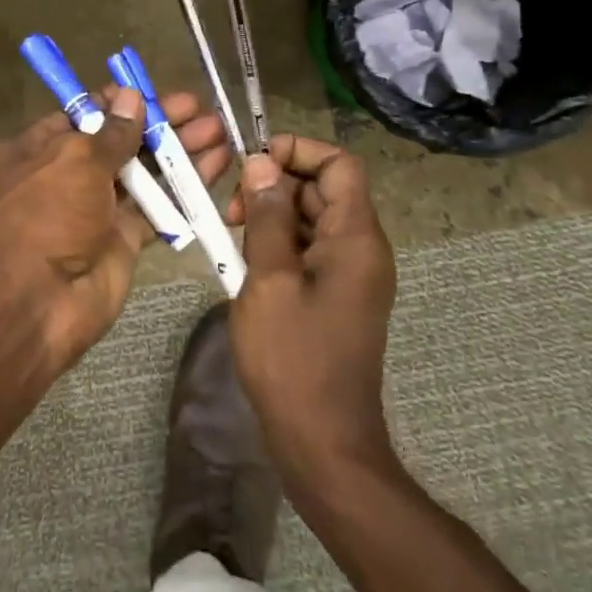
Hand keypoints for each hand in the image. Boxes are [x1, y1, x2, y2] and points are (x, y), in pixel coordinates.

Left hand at [0, 87, 233, 363]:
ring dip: (178, 151)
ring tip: (219, 131)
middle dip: (158, 124)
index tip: (153, 92)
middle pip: (118, 141)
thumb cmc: (47, 215)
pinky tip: (216, 166)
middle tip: (200, 108)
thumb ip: (111, 132)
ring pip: (142, 172)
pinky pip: (156, 206)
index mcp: (38, 149)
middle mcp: (65, 174)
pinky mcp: (122, 238)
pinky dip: (183, 187)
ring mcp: (95, 208)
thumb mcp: (75, 161)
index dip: (119, 103)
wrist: (39, 302)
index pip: (83, 115)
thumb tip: (131, 97)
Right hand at [225, 133, 399, 490]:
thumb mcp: (269, 279)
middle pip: (323, 189)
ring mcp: (350, 274)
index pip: (340, 164)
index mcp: (356, 238)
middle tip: (230, 210)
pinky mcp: (334, 296)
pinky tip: (245, 264)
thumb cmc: (293, 357)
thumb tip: (261, 163)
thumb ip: (266, 216)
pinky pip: (308, 250)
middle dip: (274, 186)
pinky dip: (277, 244)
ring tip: (231, 238)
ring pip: (311, 218)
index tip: (252, 164)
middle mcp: (362, 248)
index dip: (298, 151)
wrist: (322, 441)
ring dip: (270, 216)